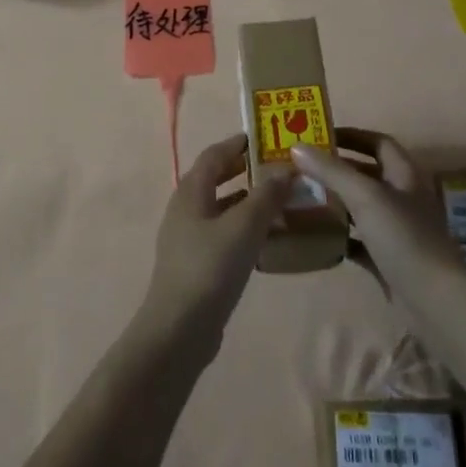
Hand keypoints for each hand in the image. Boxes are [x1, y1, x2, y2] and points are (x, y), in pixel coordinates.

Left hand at [136, 134, 290, 350]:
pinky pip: (225, 233)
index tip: (268, 138)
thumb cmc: (210, 268)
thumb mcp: (244, 226)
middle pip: (217, 179)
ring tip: (283, 202)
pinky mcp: (197, 262)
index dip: (239, 143)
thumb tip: (286, 168)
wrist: (179, 329)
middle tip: (281, 169)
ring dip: (250, 201)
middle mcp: (186, 208)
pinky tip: (270, 239)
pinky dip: (246, 227)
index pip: (215, 154)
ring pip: (223, 208)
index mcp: (191, 191)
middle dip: (247, 171)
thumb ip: (266, 195)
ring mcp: (189, 237)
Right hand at [291, 129, 463, 287]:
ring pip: (361, 207)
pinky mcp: (387, 258)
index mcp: (404, 175)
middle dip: (336, 169)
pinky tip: (316, 237)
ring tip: (302, 198)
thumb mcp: (365, 196)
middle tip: (301, 168)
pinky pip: (358, 240)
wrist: (433, 299)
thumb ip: (331, 171)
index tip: (319, 136)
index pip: (378, 142)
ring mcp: (396, 230)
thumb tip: (296, 147)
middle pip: (367, 174)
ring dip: (335, 202)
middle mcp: (402, 197)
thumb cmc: (403, 237)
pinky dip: (339, 236)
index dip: (351, 136)